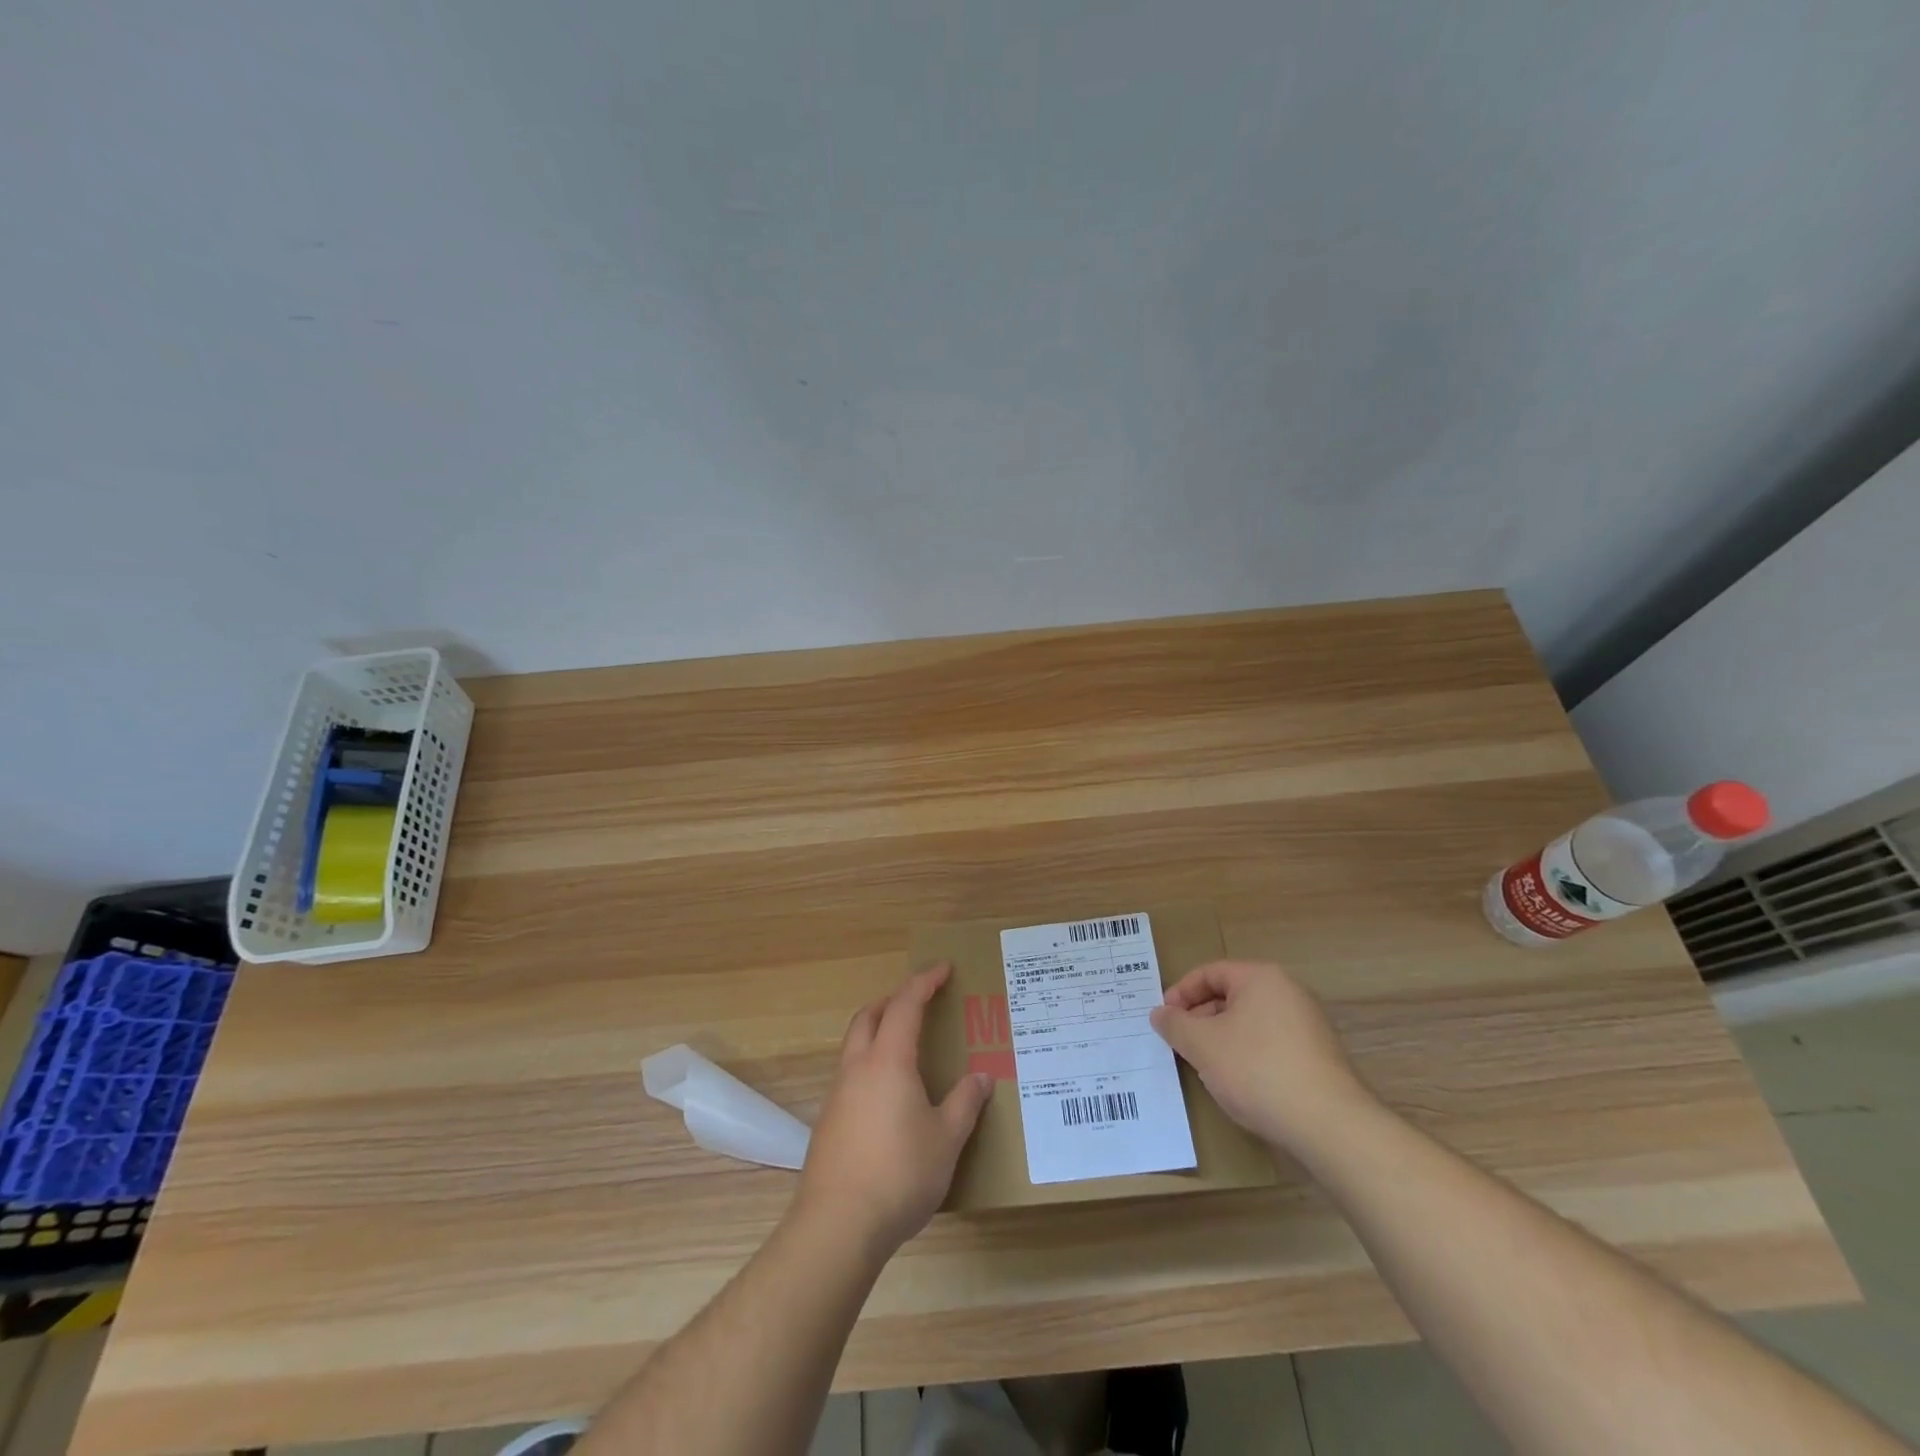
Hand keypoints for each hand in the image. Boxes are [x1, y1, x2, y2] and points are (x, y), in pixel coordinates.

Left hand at [793, 963, 992, 1258]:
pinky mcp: (828, 1123)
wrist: (837, 1226)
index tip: (943, 968)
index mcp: (888, 1061)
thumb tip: (982, 1077)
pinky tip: (889, 1097)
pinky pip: (850, 1075)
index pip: (905, 1004)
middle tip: (920, 1003)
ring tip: (907, 1048)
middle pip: (869, 1016)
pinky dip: (870, 1065)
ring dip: (878, 1031)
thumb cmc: (900, 1174)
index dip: (924, 981)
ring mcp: (838, 1095)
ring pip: (855, 1045)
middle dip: (893, 1000)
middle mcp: (858, 1068)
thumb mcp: (946, 1139)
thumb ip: (965, 1103)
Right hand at [1149, 960, 1375, 1155]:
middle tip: (1180, 1044)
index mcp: (1261, 978)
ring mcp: (1307, 1025)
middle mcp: (1288, 992)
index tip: (1164, 1019)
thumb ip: (1175, 1025)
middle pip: (1230, 996)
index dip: (1181, 993)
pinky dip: (1247, 1056)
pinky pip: (1270, 1045)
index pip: (1210, 973)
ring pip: (1249, 1023)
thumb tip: (1160, 1013)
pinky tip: (1238, 1085)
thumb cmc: (1258, 1071)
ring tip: (1205, 1067)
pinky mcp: (1318, 1057)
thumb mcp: (1203, 1046)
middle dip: (1200, 1018)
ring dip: (1221, 1040)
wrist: (1330, 1126)